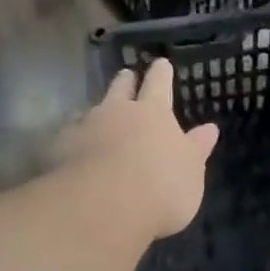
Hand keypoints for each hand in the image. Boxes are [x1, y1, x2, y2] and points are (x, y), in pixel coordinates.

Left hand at [55, 58, 219, 239]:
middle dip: (125, 81)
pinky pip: (67, 136)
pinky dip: (73, 139)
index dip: (161, 73)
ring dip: (96, 110)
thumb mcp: (191, 171)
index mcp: (154, 113)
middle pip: (120, 88)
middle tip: (126, 75)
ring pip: (90, 110)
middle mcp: (117, 111)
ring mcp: (85, 127)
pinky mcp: (59, 149)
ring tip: (95, 113)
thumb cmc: (161, 187)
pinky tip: (72, 149)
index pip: (159, 84)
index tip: (161, 63)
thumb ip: (197, 148)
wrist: (104, 207)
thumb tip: (210, 129)